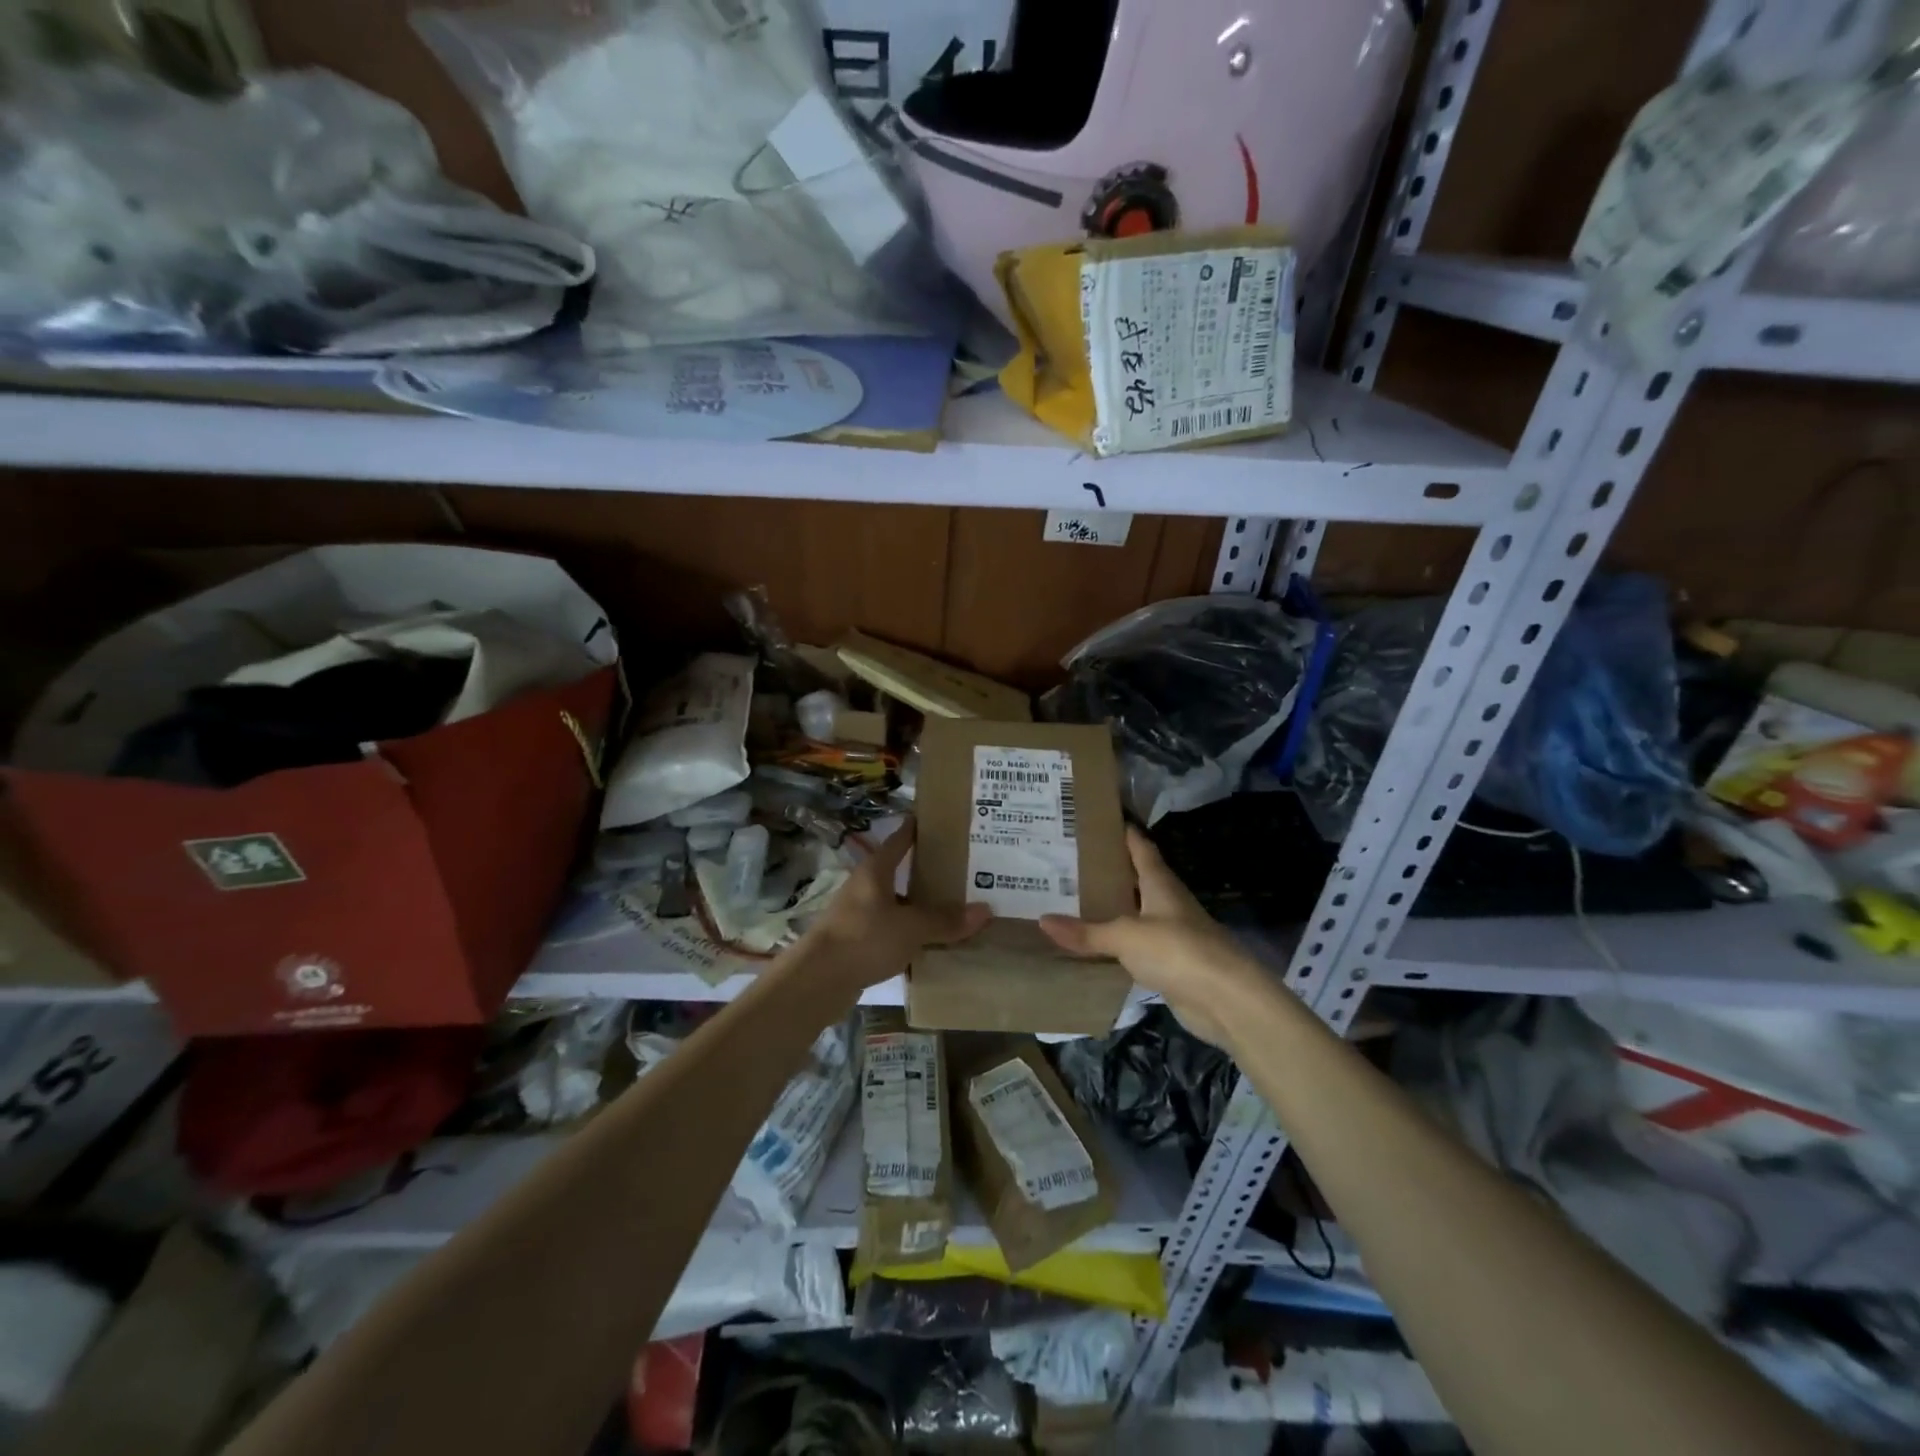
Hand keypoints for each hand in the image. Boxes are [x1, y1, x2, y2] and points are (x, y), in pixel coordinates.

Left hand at [801, 818, 989, 995]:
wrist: (817, 980)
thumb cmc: (864, 938)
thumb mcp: (911, 927)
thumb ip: (946, 920)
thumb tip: (985, 910)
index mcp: (876, 870)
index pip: (900, 839)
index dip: (919, 828)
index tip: (942, 821)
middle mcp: (865, 886)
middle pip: (900, 872)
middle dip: (928, 872)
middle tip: (963, 870)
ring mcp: (858, 914)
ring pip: (896, 903)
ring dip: (919, 906)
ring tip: (953, 909)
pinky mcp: (856, 941)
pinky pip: (890, 930)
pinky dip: (909, 933)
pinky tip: (930, 943)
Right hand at [1040, 827, 1265, 1045]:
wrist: (1226, 999)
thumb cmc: (1177, 950)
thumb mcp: (1125, 936)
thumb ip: (1086, 931)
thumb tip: (1043, 920)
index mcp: (1160, 883)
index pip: (1140, 847)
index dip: (1122, 832)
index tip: (1098, 820)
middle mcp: (1167, 903)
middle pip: (1136, 879)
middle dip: (1108, 871)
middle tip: (1069, 862)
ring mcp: (1172, 934)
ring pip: (1136, 913)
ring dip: (1112, 908)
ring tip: (1073, 899)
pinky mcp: (1171, 963)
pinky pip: (1137, 946)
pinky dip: (1117, 942)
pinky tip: (1094, 944)